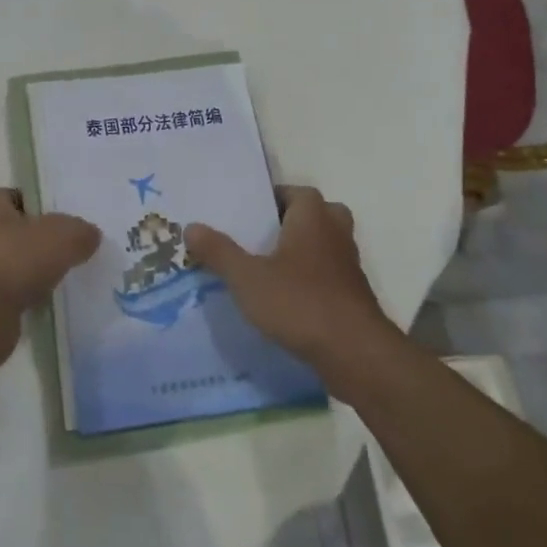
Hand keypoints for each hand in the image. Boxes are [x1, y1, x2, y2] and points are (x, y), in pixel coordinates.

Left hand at [0, 188, 100, 370]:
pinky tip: (36, 305)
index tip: (59, 226)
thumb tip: (89, 235)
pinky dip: (14, 297)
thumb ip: (80, 231)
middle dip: (28, 241)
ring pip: (2, 262)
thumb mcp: (63, 236)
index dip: (36, 208)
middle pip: (7, 229)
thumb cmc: (14, 260)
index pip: (13, 196)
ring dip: (21, 272)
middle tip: (58, 254)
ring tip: (52, 282)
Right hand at [185, 187, 395, 389]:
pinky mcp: (354, 296)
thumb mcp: (247, 277)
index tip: (247, 212)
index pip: (295, 192)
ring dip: (301, 252)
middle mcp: (336, 233)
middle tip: (259, 236)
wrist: (355, 354)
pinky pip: (328, 275)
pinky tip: (285, 299)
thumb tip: (191, 227)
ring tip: (266, 267)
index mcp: (313, 217)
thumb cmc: (300, 302)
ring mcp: (349, 266)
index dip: (272, 198)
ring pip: (324, 245)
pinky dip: (311, 279)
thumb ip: (219, 251)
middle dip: (290, 222)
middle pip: (315, 215)